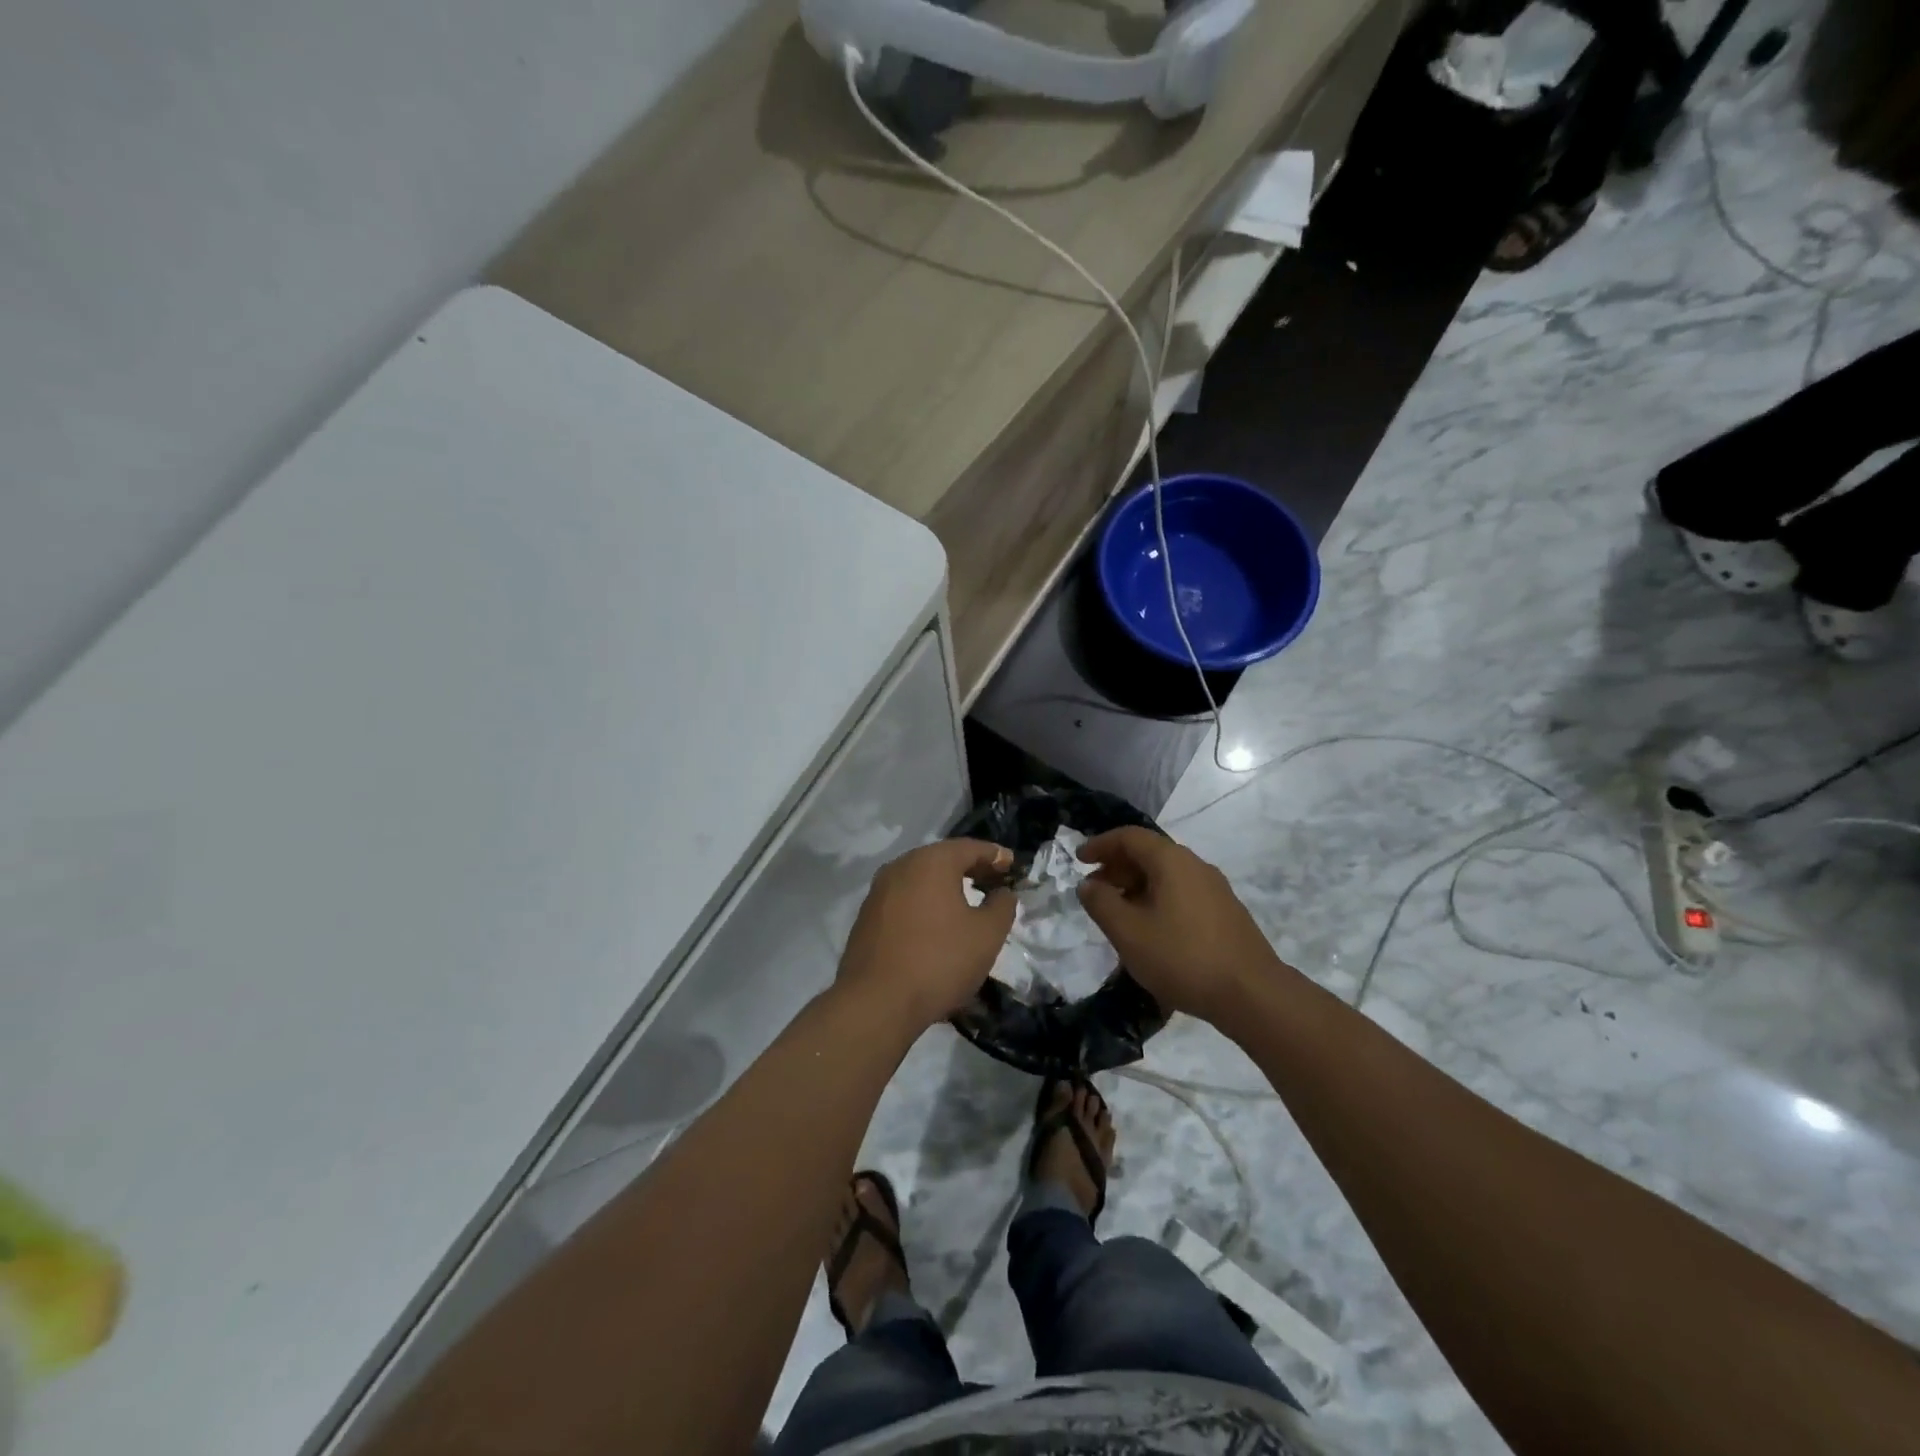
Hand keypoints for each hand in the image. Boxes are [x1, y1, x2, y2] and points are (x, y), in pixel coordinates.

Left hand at [837, 839, 1016, 1031]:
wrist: (876, 1002)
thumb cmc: (939, 961)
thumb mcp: (986, 935)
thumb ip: (1002, 906)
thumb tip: (1003, 893)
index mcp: (931, 862)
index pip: (970, 848)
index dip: (995, 855)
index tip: (1013, 865)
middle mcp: (901, 866)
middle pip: (943, 859)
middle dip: (970, 868)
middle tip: (994, 882)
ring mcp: (879, 891)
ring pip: (920, 878)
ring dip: (945, 886)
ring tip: (968, 903)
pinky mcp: (867, 916)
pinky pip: (904, 899)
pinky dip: (925, 902)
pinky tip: (936, 924)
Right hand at [1077, 827, 1286, 1022]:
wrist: (1252, 994)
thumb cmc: (1182, 957)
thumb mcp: (1128, 932)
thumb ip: (1101, 903)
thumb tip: (1088, 884)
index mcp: (1171, 861)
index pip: (1129, 837)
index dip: (1100, 844)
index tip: (1079, 860)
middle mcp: (1195, 865)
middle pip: (1149, 853)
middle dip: (1117, 867)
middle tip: (1094, 891)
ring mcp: (1215, 889)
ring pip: (1166, 875)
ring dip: (1136, 886)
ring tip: (1118, 914)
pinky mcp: (1225, 912)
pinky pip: (1182, 893)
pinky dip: (1157, 900)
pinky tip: (1150, 930)